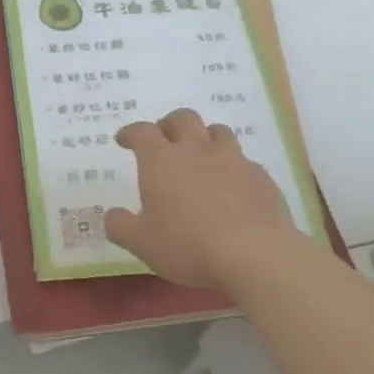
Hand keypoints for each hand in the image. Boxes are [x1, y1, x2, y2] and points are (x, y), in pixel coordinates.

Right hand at [105, 108, 299, 290]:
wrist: (255, 255)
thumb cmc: (188, 245)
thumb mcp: (141, 242)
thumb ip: (120, 226)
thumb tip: (113, 215)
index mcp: (162, 160)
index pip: (142, 132)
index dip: (130, 132)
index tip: (124, 140)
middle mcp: (197, 150)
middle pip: (183, 118)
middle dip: (168, 124)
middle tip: (163, 140)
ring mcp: (233, 160)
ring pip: (217, 131)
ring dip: (204, 137)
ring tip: (199, 156)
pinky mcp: (261, 177)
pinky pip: (242, 160)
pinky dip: (230, 166)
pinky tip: (230, 187)